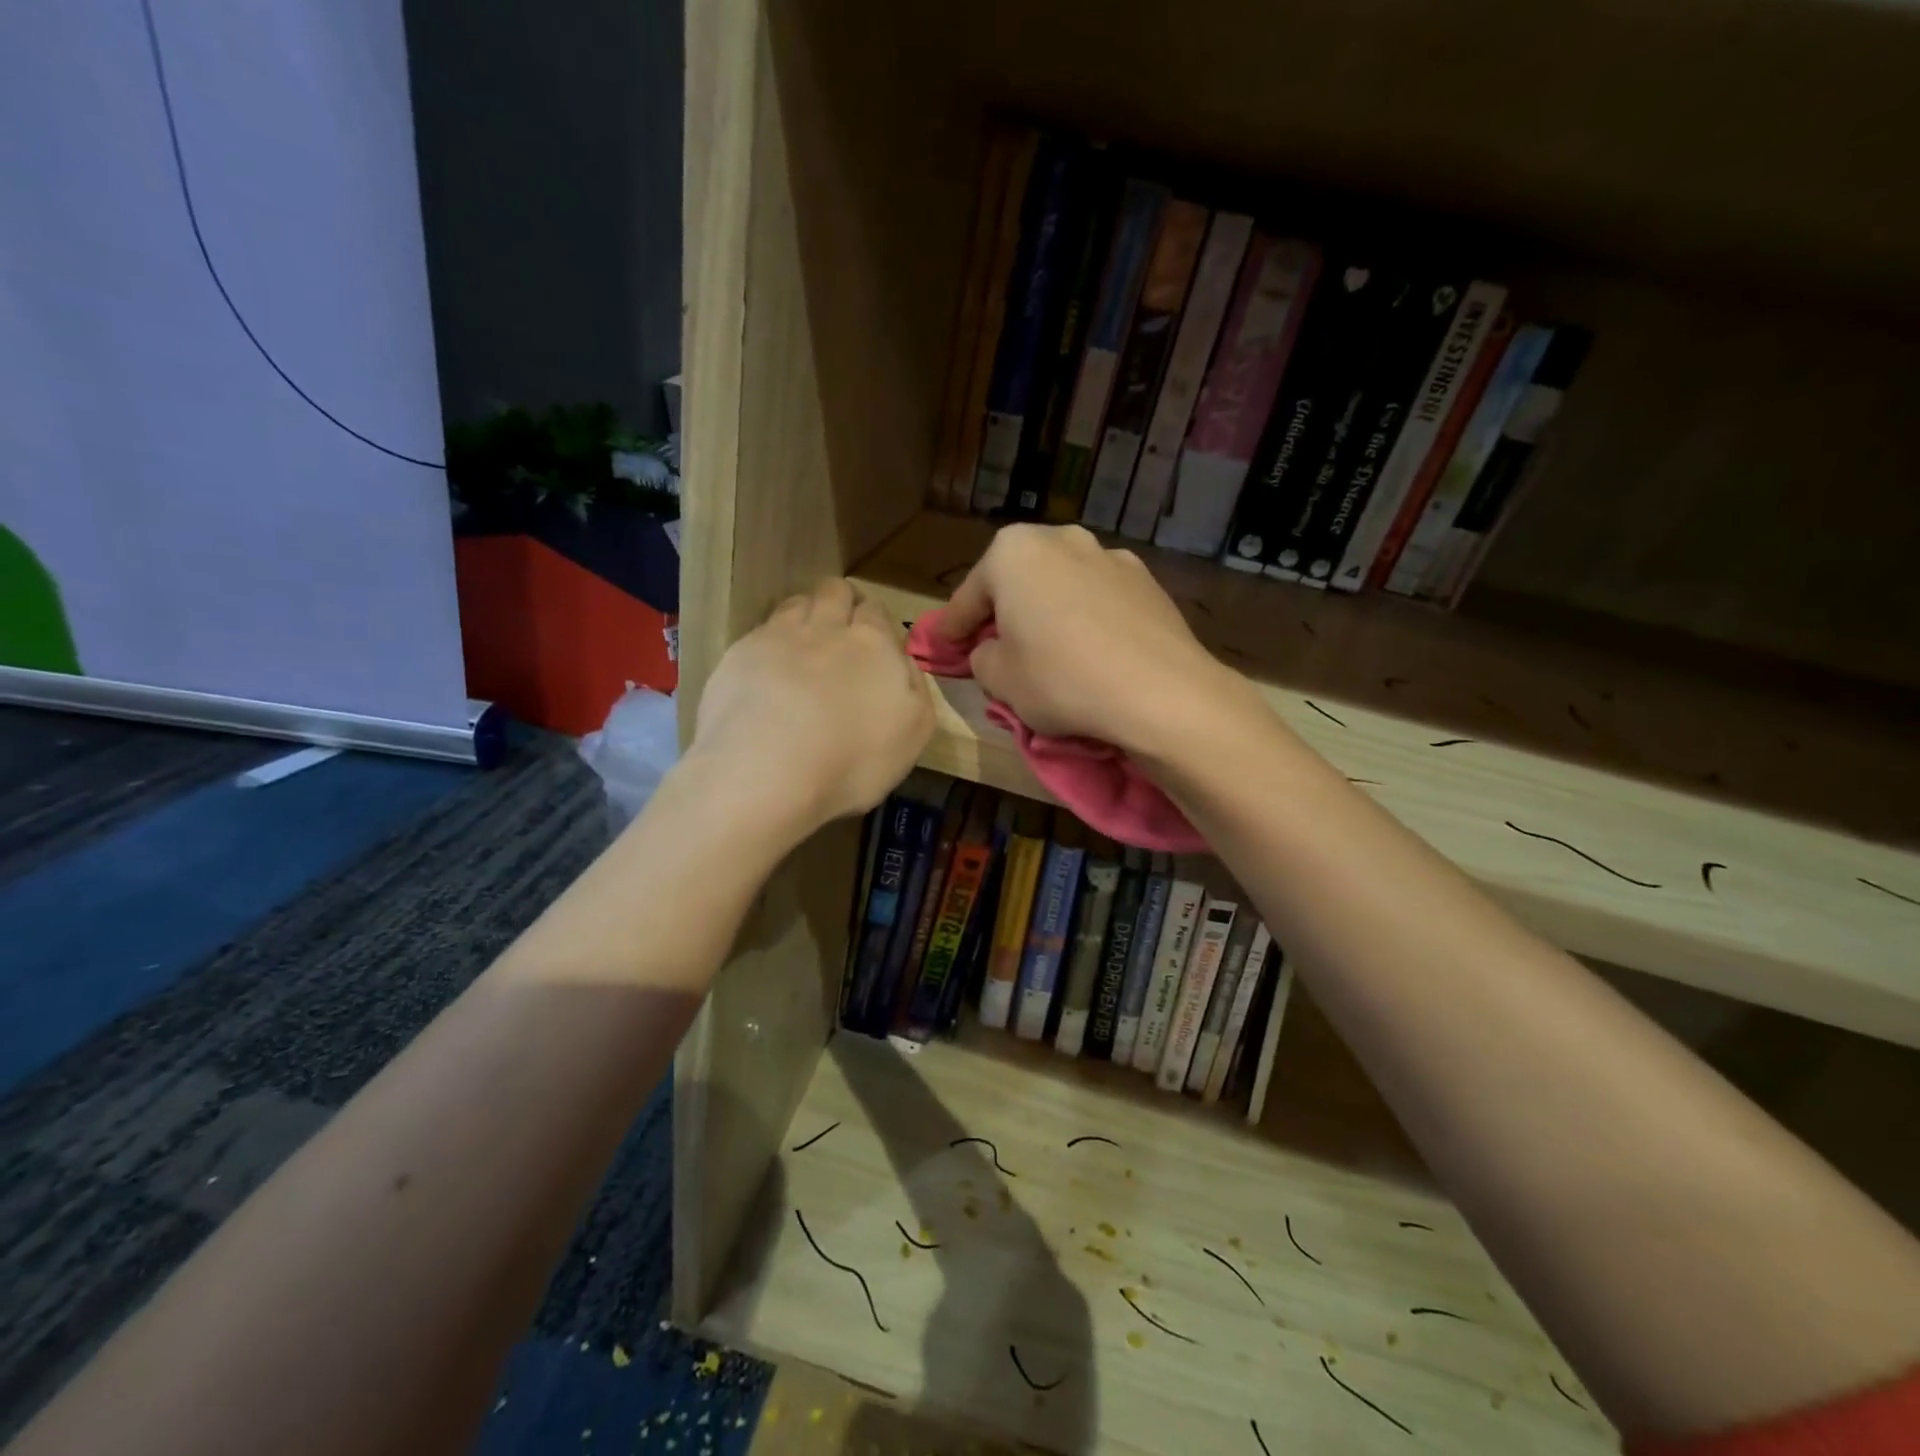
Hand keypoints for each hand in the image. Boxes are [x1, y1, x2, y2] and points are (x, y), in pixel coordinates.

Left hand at [688, 579, 934, 832]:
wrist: (767, 770)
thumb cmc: (853, 758)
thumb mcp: (914, 732)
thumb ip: (915, 688)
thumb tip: (903, 662)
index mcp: (873, 643)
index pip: (877, 611)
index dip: (876, 623)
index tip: (874, 645)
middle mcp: (827, 627)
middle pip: (835, 592)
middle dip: (841, 603)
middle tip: (840, 634)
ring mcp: (778, 636)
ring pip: (796, 603)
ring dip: (804, 614)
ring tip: (803, 646)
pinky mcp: (739, 655)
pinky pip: (760, 632)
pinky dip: (769, 644)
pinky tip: (768, 671)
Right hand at [942, 524, 1256, 759]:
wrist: (1160, 692)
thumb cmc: (1061, 680)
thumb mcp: (1000, 679)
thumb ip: (982, 657)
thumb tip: (992, 650)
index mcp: (1013, 552)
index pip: (969, 596)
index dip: (953, 628)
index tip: (945, 647)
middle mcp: (1061, 539)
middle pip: (1017, 581)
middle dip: (1004, 611)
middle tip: (996, 646)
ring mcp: (1109, 555)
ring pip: (1061, 586)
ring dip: (1048, 610)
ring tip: (1050, 648)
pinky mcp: (1147, 580)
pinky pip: (1098, 599)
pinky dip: (1086, 618)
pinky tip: (1092, 650)